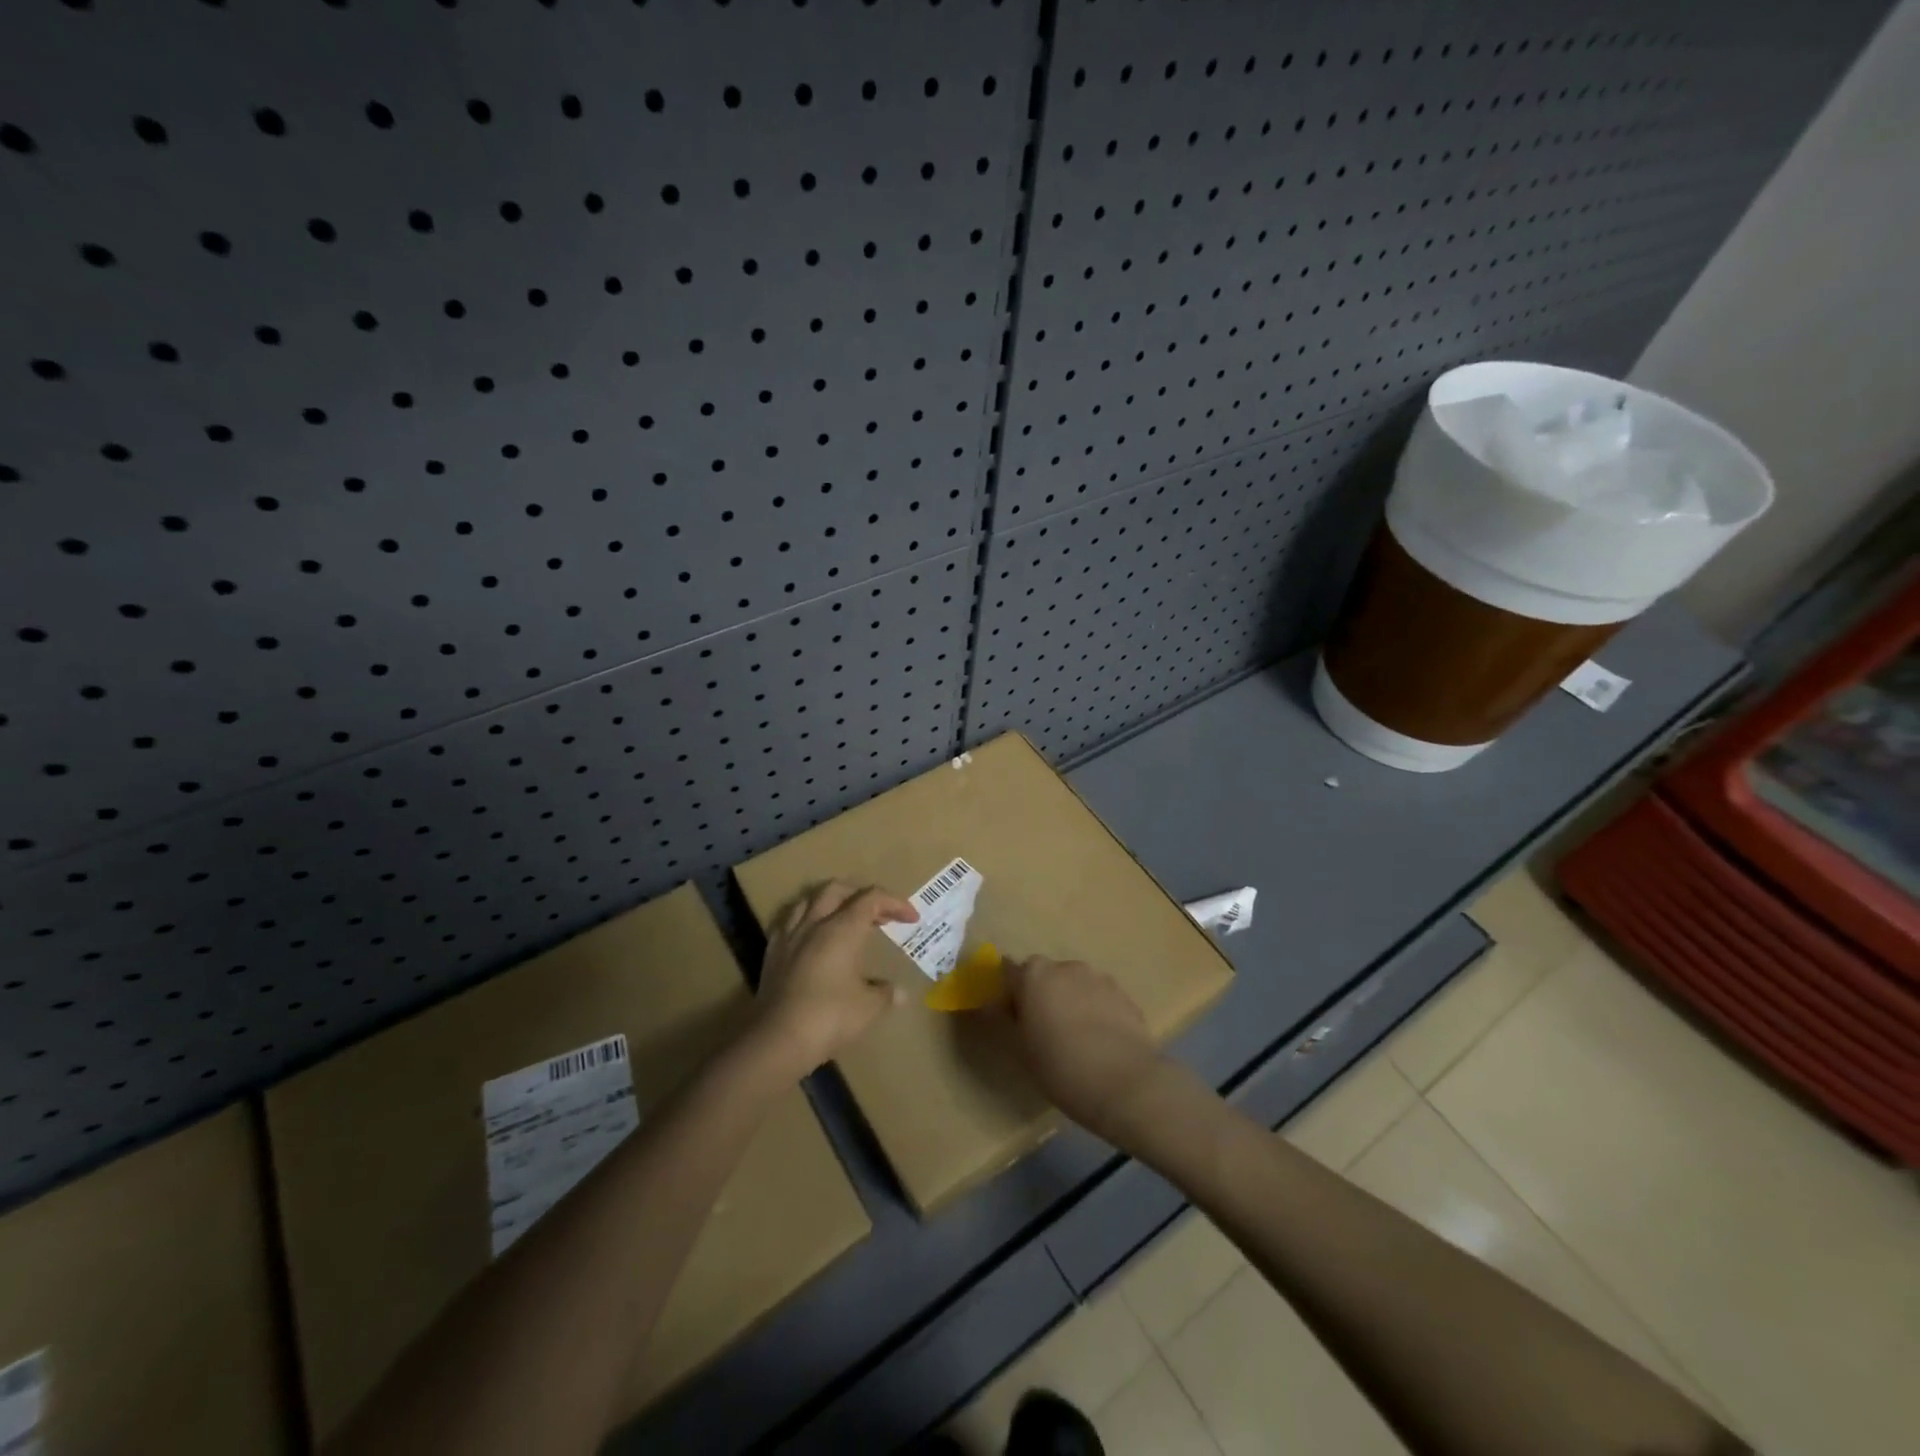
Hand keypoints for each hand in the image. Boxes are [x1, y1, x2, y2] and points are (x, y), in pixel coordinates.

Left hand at [753, 881, 917, 1075]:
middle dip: (861, 894)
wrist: (776, 1039)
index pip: (872, 899)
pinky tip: (811, 937)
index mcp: (843, 928)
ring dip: (831, 901)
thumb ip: (885, 994)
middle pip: (838, 889)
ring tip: (843, 918)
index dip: (895, 903)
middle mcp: (815, 923)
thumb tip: (899, 992)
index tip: (911, 919)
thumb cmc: (829, 1017)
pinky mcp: (772, 953)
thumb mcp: (868, 1007)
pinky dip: (806, 920)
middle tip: (878, 915)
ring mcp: (790, 936)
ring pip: (809, 899)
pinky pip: (789, 921)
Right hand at [1000, 955, 1172, 1145]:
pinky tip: (1099, 1043)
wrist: (1126, 1084)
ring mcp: (1099, 978)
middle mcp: (1066, 967)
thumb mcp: (1019, 1049)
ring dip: (1069, 1001)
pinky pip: (1100, 999)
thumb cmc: (1061, 1067)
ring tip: (1075, 1039)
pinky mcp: (1125, 996)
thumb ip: (1002, 1019)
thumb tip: (990, 1004)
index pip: (1009, 971)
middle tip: (1042, 1031)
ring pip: (1074, 985)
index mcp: (1034, 975)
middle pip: (1044, 975)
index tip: (1011, 1018)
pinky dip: (1095, 1012)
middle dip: (1040, 995)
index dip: (1007, 993)